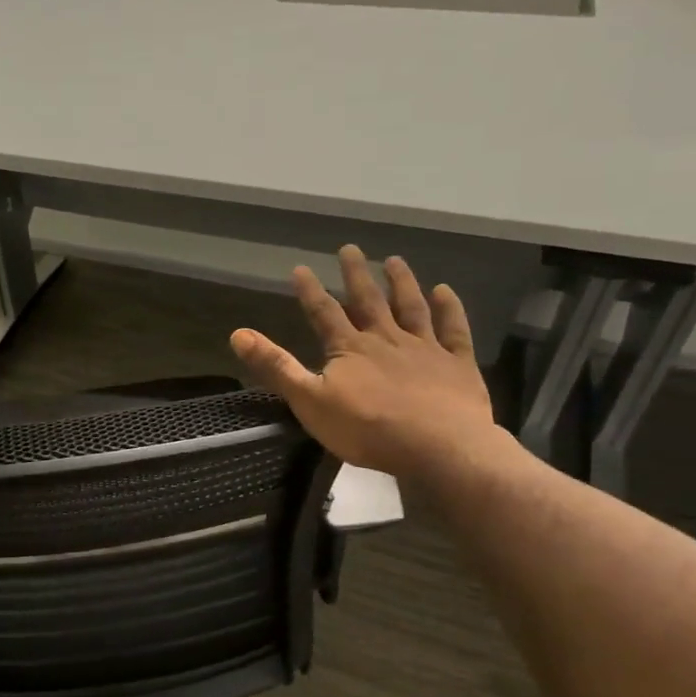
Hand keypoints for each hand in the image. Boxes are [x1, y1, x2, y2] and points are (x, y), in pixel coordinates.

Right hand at [230, 245, 500, 480]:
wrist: (439, 447)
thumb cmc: (368, 429)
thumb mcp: (310, 401)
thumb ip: (277, 367)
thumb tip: (238, 334)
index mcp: (350, 348)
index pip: (325, 313)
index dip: (311, 291)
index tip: (300, 268)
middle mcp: (387, 339)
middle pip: (368, 301)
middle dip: (356, 275)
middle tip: (349, 248)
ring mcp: (426, 349)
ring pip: (411, 308)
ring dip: (402, 283)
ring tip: (394, 260)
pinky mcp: (457, 365)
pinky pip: (454, 330)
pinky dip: (449, 309)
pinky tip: (445, 291)